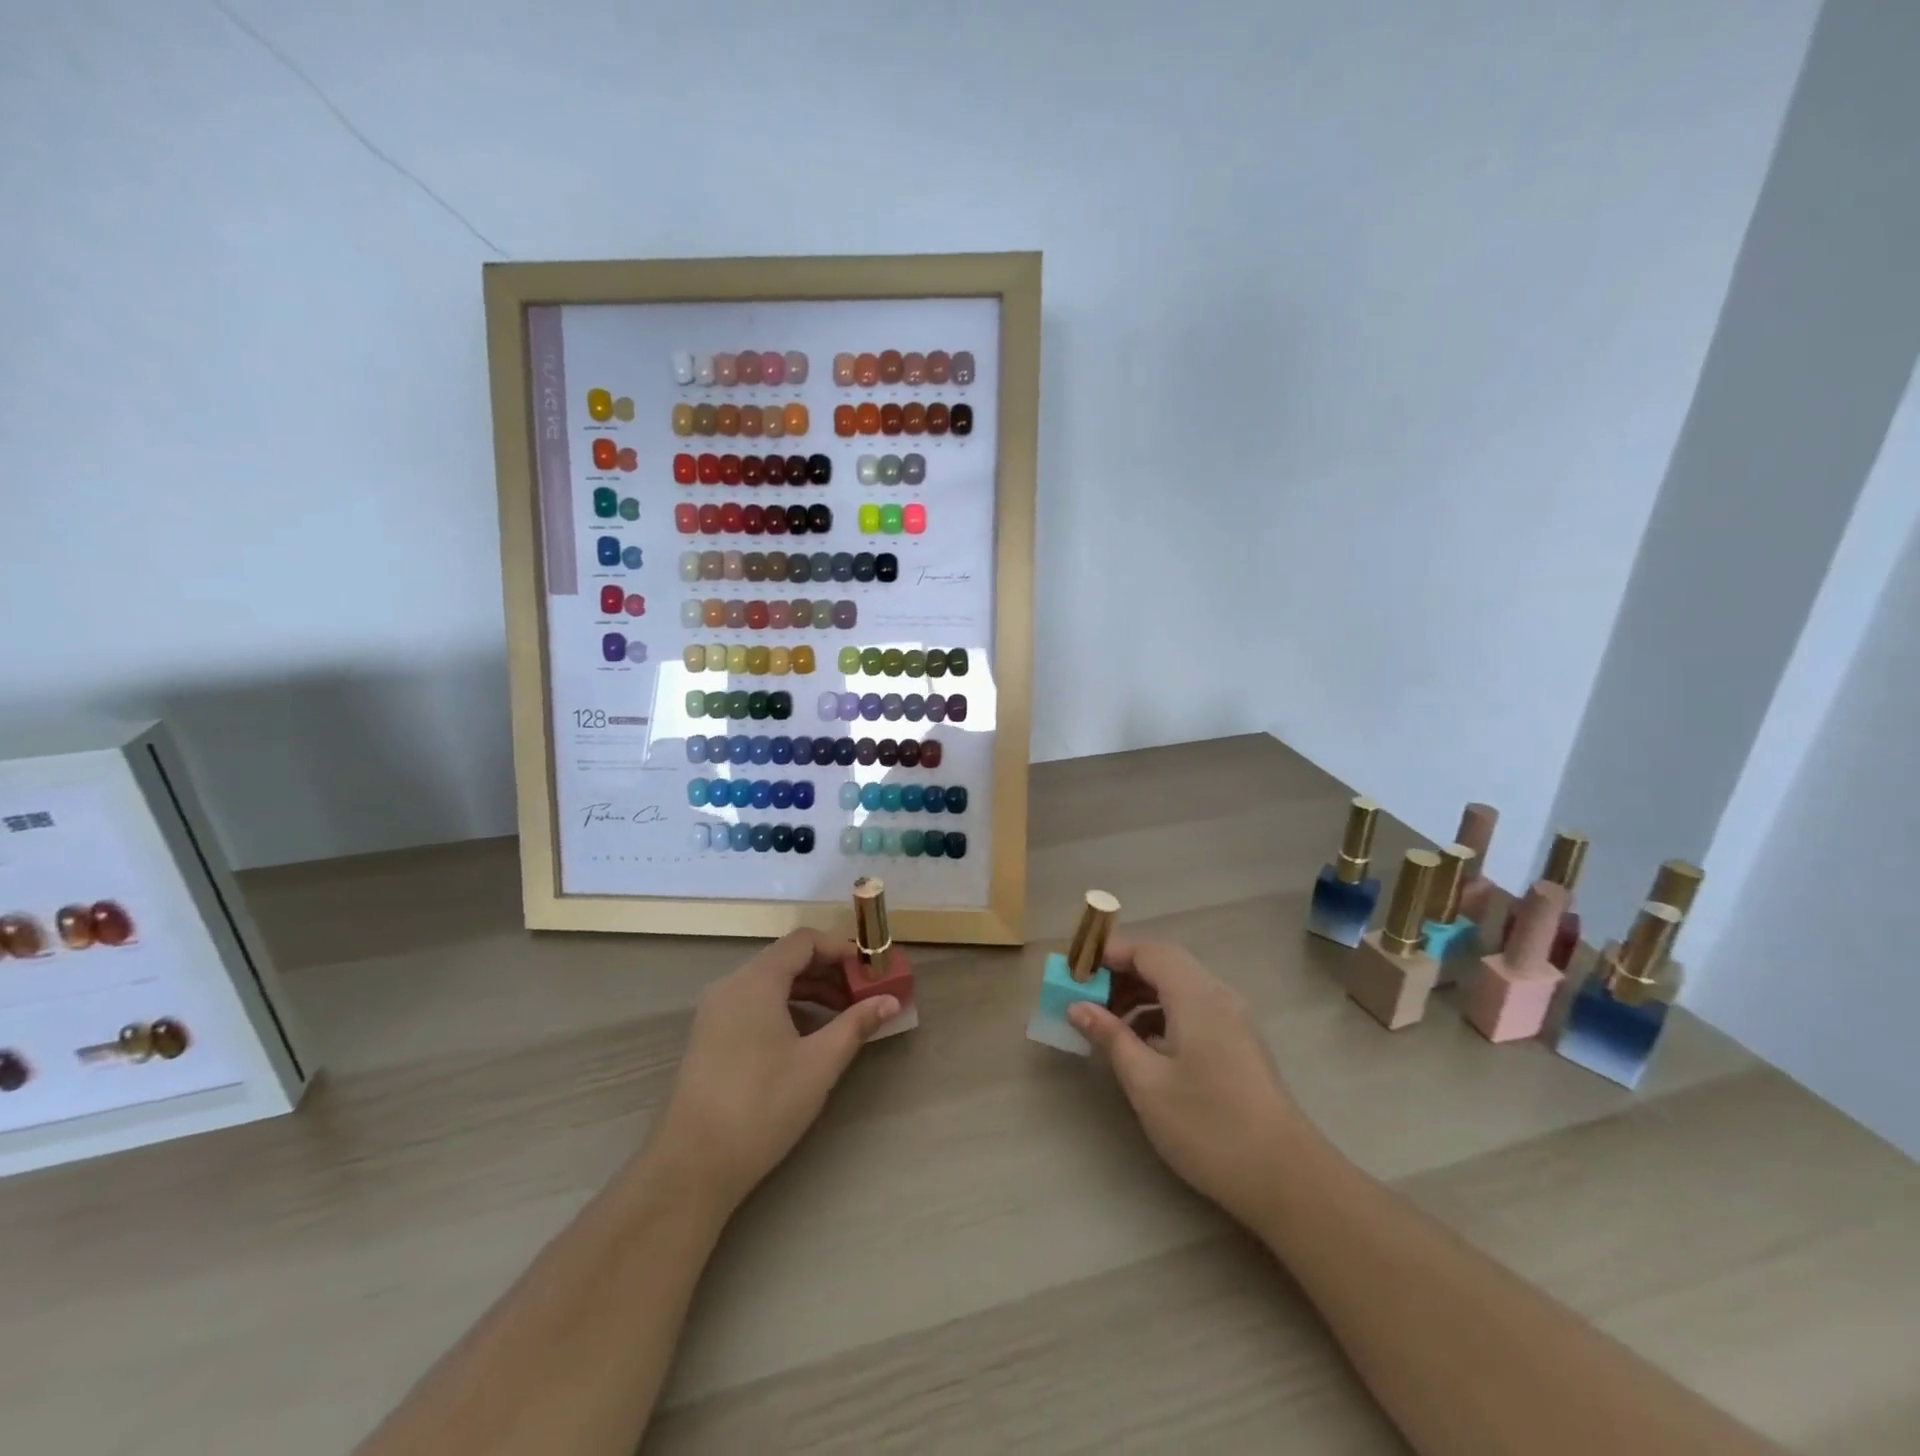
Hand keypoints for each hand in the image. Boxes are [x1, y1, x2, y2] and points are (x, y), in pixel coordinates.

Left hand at [648, 929, 899, 1212]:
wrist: (693, 1165)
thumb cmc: (762, 1105)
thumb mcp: (819, 1063)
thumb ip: (856, 1024)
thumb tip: (891, 1000)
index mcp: (757, 980)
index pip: (804, 941)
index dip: (841, 949)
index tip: (869, 972)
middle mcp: (732, 984)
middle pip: (787, 959)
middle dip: (829, 972)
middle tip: (862, 995)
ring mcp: (715, 1011)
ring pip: (770, 982)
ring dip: (809, 991)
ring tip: (842, 1017)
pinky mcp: (710, 1036)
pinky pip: (754, 1003)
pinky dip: (786, 1007)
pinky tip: (807, 1037)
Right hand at [1070, 940, 1306, 1228]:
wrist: (1286, 1179)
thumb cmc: (1209, 1126)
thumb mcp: (1147, 1083)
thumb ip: (1111, 1037)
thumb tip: (1078, 1007)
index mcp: (1197, 995)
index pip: (1148, 951)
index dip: (1109, 953)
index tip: (1076, 969)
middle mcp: (1218, 995)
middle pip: (1164, 963)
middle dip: (1122, 973)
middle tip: (1086, 995)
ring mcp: (1233, 1019)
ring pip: (1179, 987)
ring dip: (1141, 994)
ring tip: (1108, 1021)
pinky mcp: (1238, 1043)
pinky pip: (1193, 1009)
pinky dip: (1162, 1014)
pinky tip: (1142, 1045)